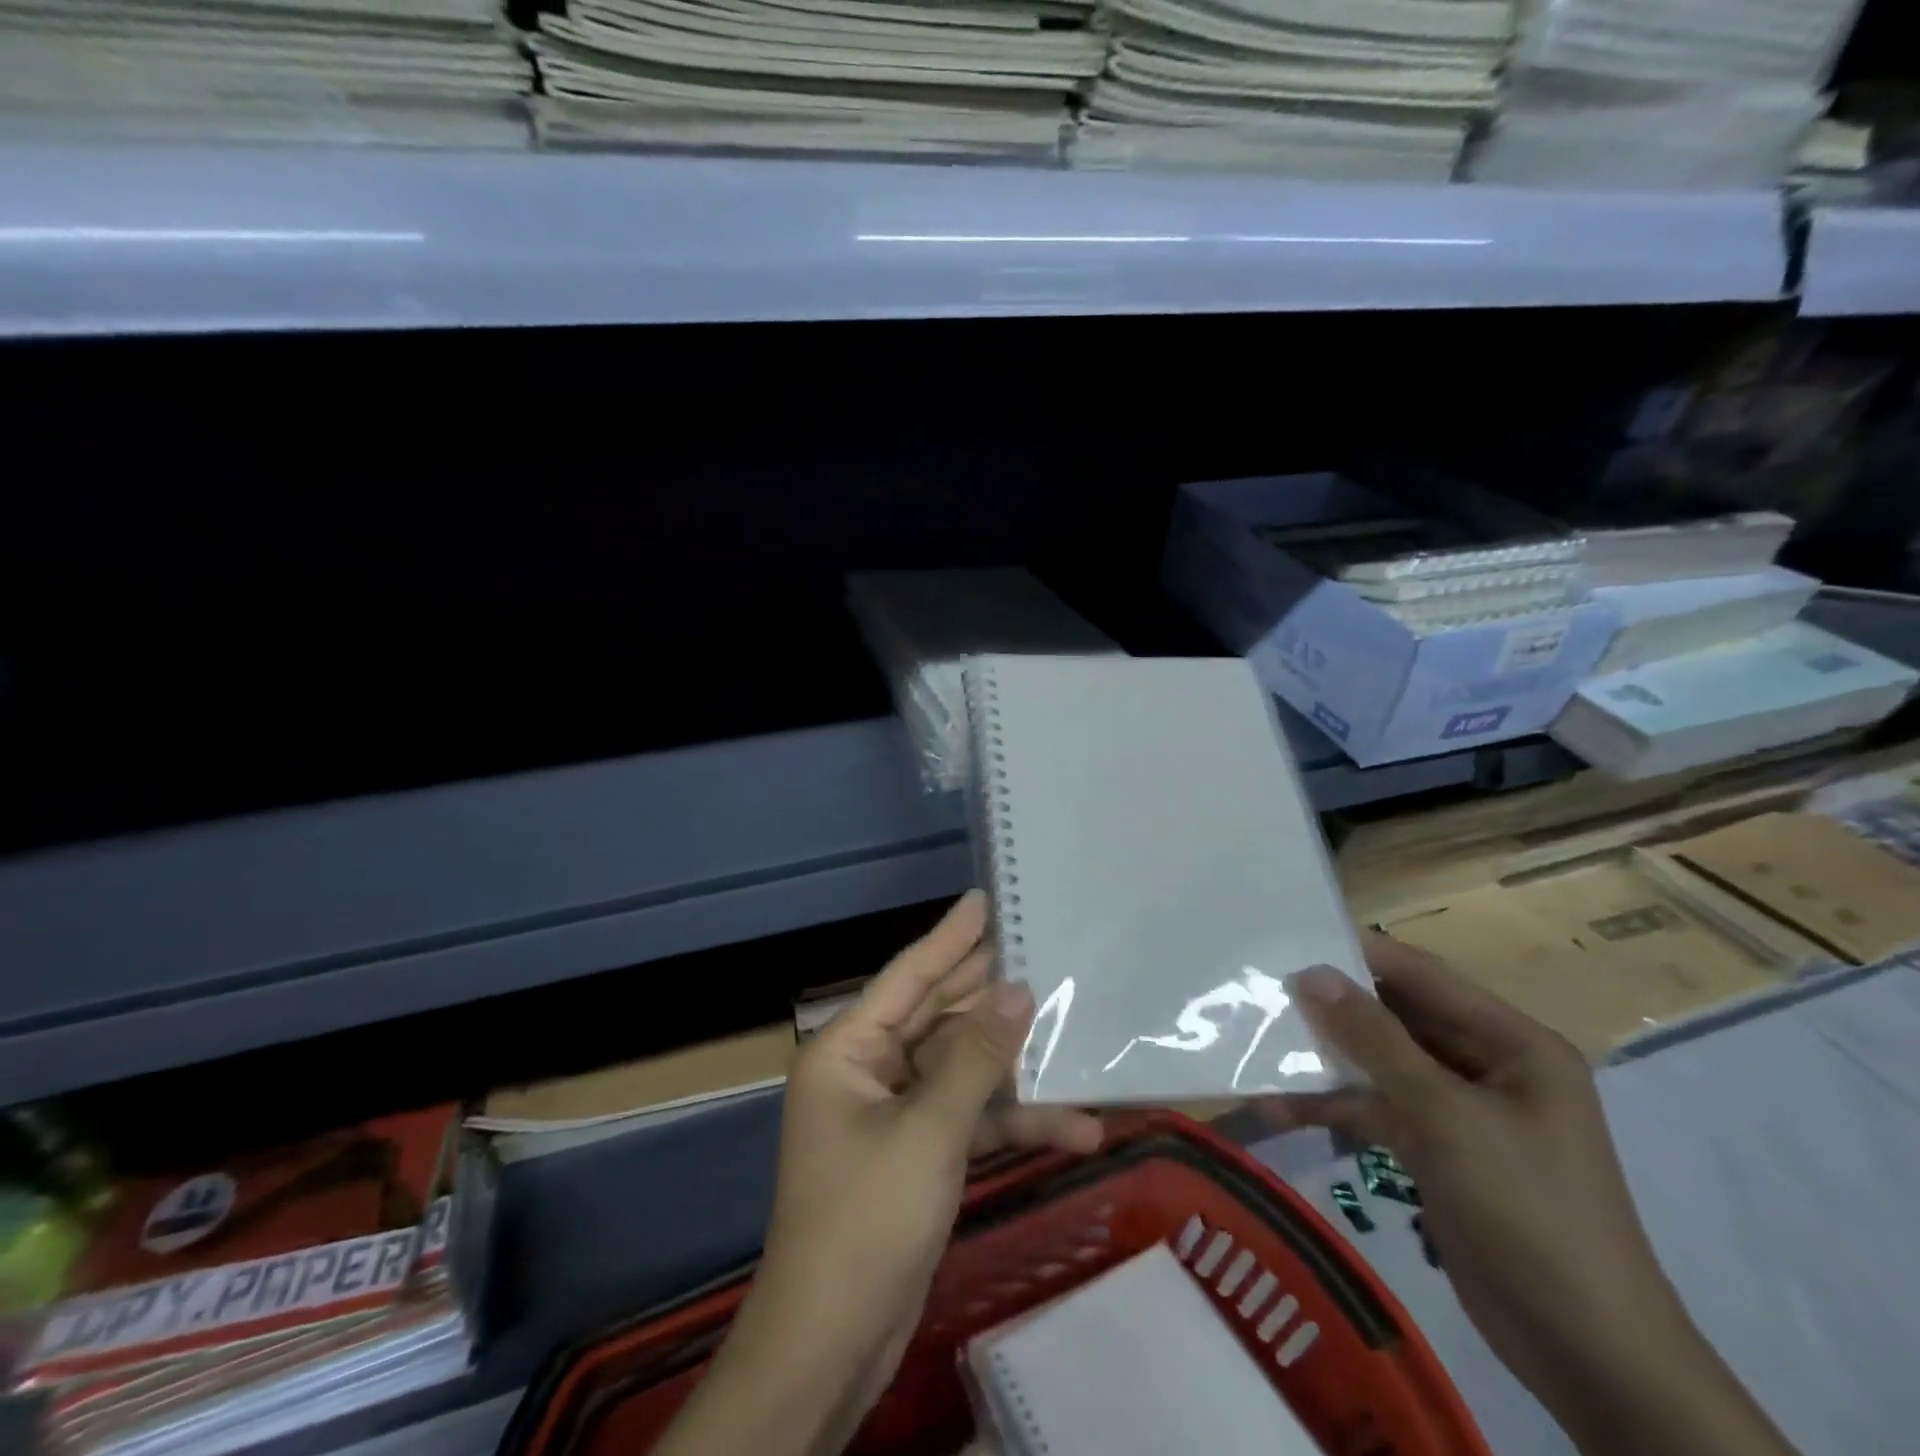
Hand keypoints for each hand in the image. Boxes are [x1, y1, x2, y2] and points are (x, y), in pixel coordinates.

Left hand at [657, 891, 1100, 1455]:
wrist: (833, 1345)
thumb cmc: (867, 1218)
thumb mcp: (929, 1131)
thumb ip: (976, 1058)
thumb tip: (1018, 991)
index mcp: (849, 1050)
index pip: (908, 976)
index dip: (950, 937)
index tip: (984, 900)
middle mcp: (869, 1070)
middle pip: (938, 1016)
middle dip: (989, 994)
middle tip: (1038, 950)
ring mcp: (894, 1113)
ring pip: (961, 1069)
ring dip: (1014, 1068)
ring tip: (1074, 1034)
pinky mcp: (918, 1152)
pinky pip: (968, 1118)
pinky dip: (1011, 1121)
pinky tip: (1074, 1128)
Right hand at [1264, 934, 1794, 1455]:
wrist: (1586, 1355)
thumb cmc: (1527, 1210)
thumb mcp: (1446, 1116)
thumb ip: (1375, 1040)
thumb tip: (1310, 974)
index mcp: (1512, 1042)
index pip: (1423, 976)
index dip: (1358, 955)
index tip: (1290, 942)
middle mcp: (1488, 1065)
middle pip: (1397, 1019)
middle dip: (1333, 1009)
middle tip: (1263, 993)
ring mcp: (1461, 1110)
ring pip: (1381, 1065)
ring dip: (1327, 1062)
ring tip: (1259, 1048)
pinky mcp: (1439, 1150)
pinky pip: (1379, 1110)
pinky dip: (1335, 1108)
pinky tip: (1280, 1110)